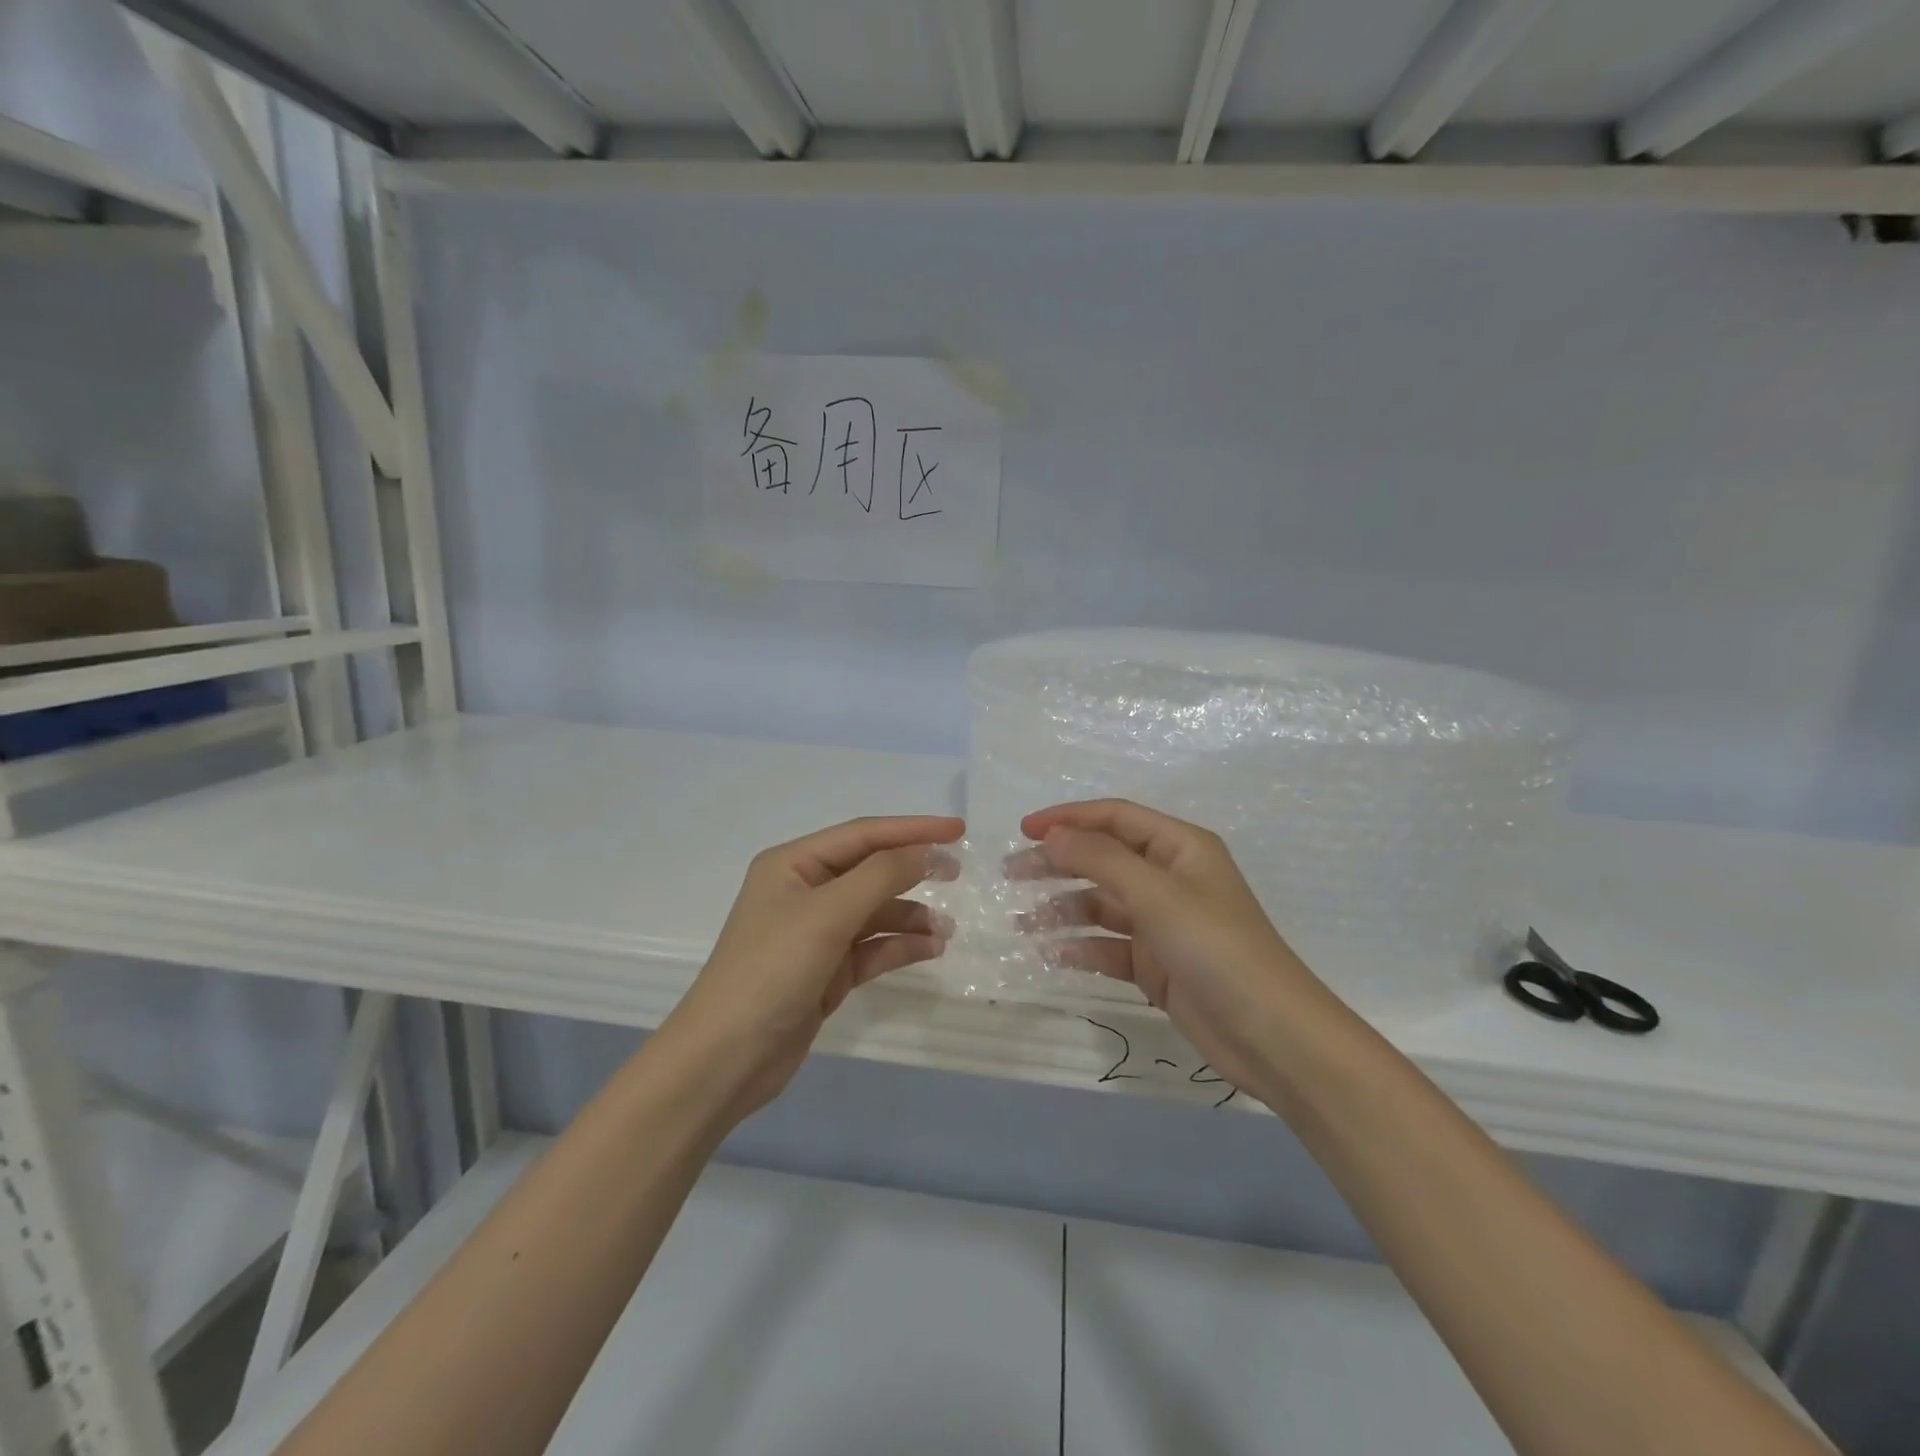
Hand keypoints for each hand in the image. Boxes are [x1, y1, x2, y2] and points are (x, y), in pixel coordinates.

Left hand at [665, 815, 962, 1122]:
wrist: (726, 1059)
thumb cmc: (772, 970)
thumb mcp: (827, 914)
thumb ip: (880, 876)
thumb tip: (925, 851)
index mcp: (793, 864)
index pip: (862, 834)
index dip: (912, 829)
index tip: (958, 831)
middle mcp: (804, 891)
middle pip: (870, 870)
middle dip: (912, 870)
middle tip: (957, 873)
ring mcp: (815, 933)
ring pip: (874, 912)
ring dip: (910, 916)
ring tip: (946, 930)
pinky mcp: (826, 970)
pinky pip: (872, 947)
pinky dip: (900, 946)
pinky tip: (931, 950)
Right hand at [1018, 800, 1331, 1098]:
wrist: (1271, 1035)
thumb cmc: (1216, 948)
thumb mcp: (1157, 894)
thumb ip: (1100, 859)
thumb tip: (1052, 835)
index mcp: (1179, 847)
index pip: (1114, 817)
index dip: (1068, 818)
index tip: (1023, 830)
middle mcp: (1169, 878)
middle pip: (1102, 859)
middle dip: (1057, 864)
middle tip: (1011, 874)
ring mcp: (1162, 923)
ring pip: (1100, 905)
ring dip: (1062, 910)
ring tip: (1021, 923)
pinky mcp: (1156, 964)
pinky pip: (1108, 946)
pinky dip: (1081, 948)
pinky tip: (1050, 955)